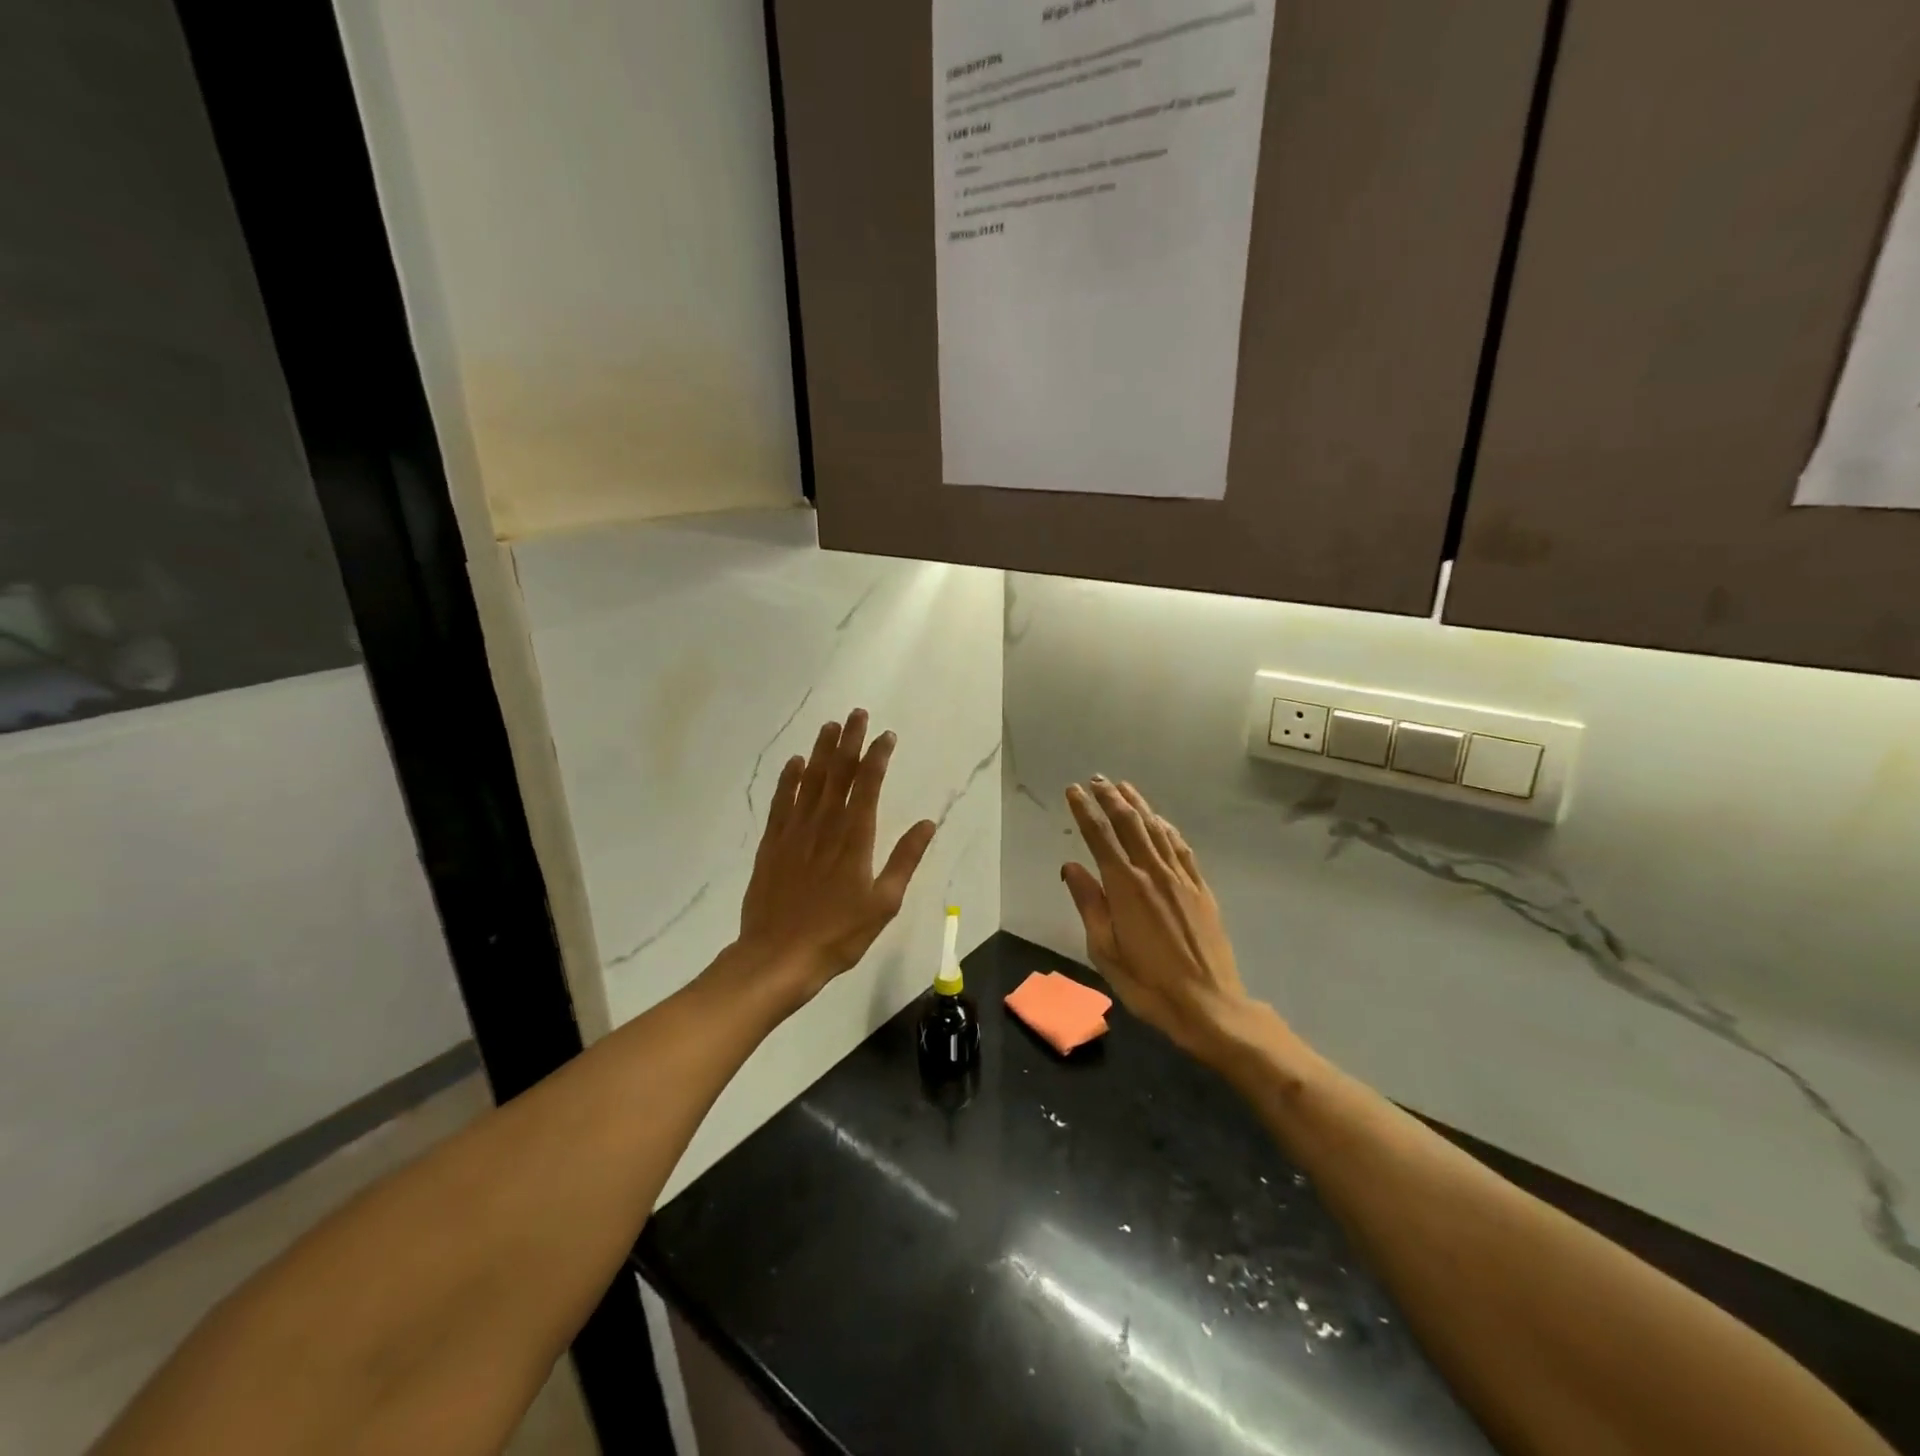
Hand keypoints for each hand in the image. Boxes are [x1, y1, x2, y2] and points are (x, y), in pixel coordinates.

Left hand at [736, 709, 935, 1003]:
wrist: (778, 956)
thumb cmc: (839, 934)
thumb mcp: (883, 902)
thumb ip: (905, 859)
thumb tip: (928, 823)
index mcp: (855, 837)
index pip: (868, 784)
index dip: (878, 756)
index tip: (886, 735)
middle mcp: (824, 824)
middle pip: (838, 772)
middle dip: (849, 741)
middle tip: (856, 713)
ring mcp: (794, 832)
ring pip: (809, 780)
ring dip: (820, 751)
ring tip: (829, 726)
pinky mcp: (772, 843)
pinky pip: (781, 802)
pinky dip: (788, 779)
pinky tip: (795, 763)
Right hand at [1061, 778, 1254, 1060]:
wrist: (1208, 1004)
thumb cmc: (1147, 983)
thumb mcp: (1104, 950)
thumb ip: (1088, 904)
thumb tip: (1071, 867)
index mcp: (1125, 887)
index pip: (1100, 837)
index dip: (1085, 811)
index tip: (1073, 791)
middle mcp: (1153, 873)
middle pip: (1129, 824)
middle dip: (1110, 799)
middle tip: (1096, 780)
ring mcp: (1181, 879)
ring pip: (1156, 830)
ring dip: (1138, 805)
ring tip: (1123, 787)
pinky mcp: (1201, 889)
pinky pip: (1181, 848)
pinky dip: (1166, 828)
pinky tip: (1160, 821)